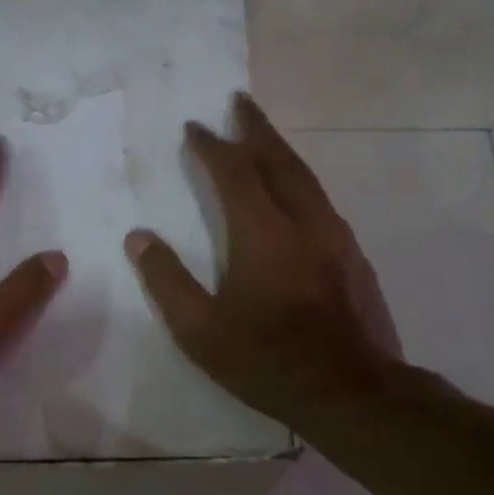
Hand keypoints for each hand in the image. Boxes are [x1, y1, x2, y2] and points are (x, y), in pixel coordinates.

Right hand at [125, 93, 406, 425]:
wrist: (349, 392)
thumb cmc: (265, 360)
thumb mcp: (199, 329)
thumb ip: (166, 280)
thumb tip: (139, 238)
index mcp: (262, 233)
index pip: (234, 173)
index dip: (212, 147)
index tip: (194, 127)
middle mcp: (304, 222)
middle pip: (279, 161)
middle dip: (256, 129)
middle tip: (240, 102)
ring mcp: (336, 239)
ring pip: (307, 179)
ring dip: (281, 153)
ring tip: (263, 140)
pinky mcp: (354, 258)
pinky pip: (322, 203)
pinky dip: (301, 183)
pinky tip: (294, 196)